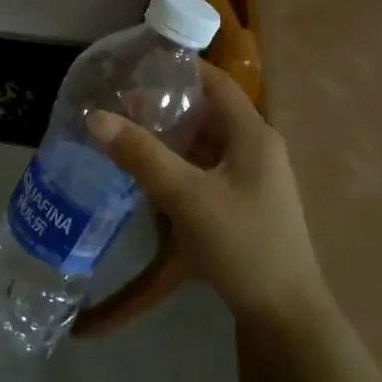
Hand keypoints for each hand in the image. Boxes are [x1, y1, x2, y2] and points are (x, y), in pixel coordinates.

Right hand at [86, 62, 324, 324]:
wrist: (285, 316)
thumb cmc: (243, 246)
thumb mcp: (188, 197)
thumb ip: (143, 155)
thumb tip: (95, 116)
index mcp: (252, 135)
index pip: (215, 82)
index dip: (179, 68)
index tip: (135, 65)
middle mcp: (255, 148)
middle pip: (206, 111)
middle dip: (163, 105)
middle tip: (118, 105)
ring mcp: (250, 178)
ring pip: (203, 142)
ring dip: (168, 136)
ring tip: (123, 134)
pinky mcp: (241, 202)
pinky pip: (204, 169)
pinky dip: (177, 163)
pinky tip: (147, 174)